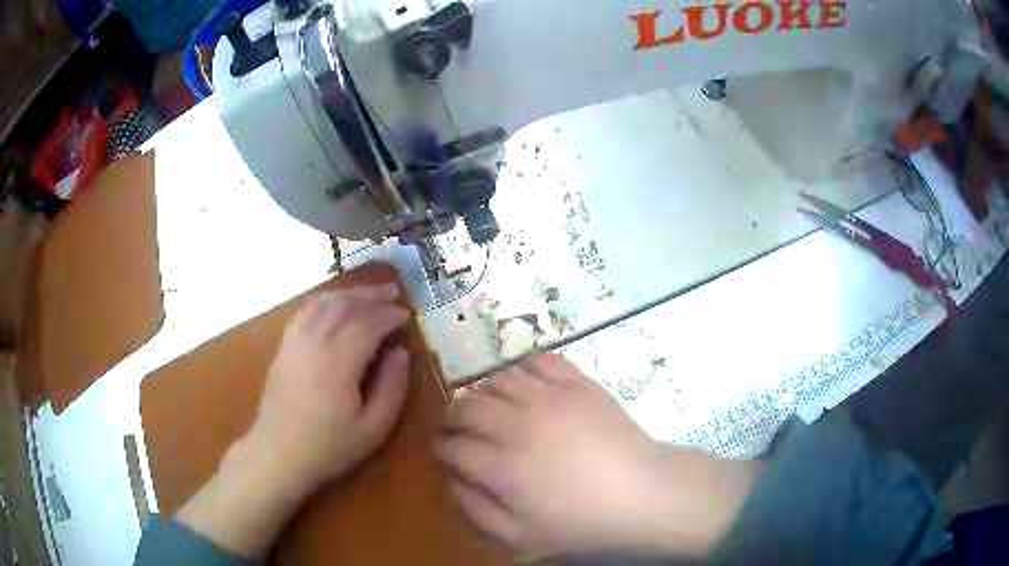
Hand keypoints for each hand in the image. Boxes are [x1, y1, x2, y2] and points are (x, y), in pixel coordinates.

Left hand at [177, 283, 412, 557]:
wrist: (278, 453)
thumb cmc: (329, 447)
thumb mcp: (373, 429)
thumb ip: (391, 388)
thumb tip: (401, 353)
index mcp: (338, 364)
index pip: (367, 324)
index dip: (389, 315)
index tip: (406, 315)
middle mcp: (314, 343)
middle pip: (345, 306)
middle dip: (372, 296)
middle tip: (394, 293)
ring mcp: (295, 341)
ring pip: (323, 302)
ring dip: (349, 293)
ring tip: (370, 292)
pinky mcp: (284, 345)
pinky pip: (305, 310)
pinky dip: (324, 299)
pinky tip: (335, 303)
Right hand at [436, 353, 756, 558]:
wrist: (639, 493)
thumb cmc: (579, 522)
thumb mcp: (518, 537)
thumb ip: (475, 510)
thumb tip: (451, 481)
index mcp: (501, 466)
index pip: (453, 446)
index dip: (440, 446)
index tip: (440, 448)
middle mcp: (517, 425)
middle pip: (466, 406)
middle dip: (451, 415)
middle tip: (454, 424)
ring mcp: (548, 398)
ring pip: (497, 380)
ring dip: (482, 392)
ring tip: (487, 406)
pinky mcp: (576, 383)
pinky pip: (538, 361)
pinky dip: (522, 368)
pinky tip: (524, 383)